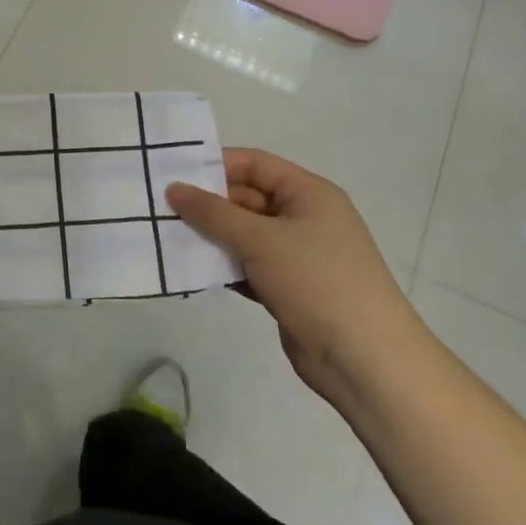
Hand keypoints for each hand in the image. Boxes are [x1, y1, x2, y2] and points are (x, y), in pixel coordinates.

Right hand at [167, 149, 423, 403]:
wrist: (365, 360)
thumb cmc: (316, 281)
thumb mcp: (261, 239)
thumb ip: (213, 213)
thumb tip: (174, 188)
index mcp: (308, 193)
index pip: (255, 164)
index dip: (215, 165)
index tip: (173, 174)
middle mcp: (304, 218)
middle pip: (247, 199)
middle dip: (207, 205)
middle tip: (160, 209)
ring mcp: (297, 255)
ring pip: (244, 235)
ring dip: (211, 238)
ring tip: (166, 238)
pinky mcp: (288, 288)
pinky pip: (248, 266)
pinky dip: (224, 267)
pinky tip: (191, 271)